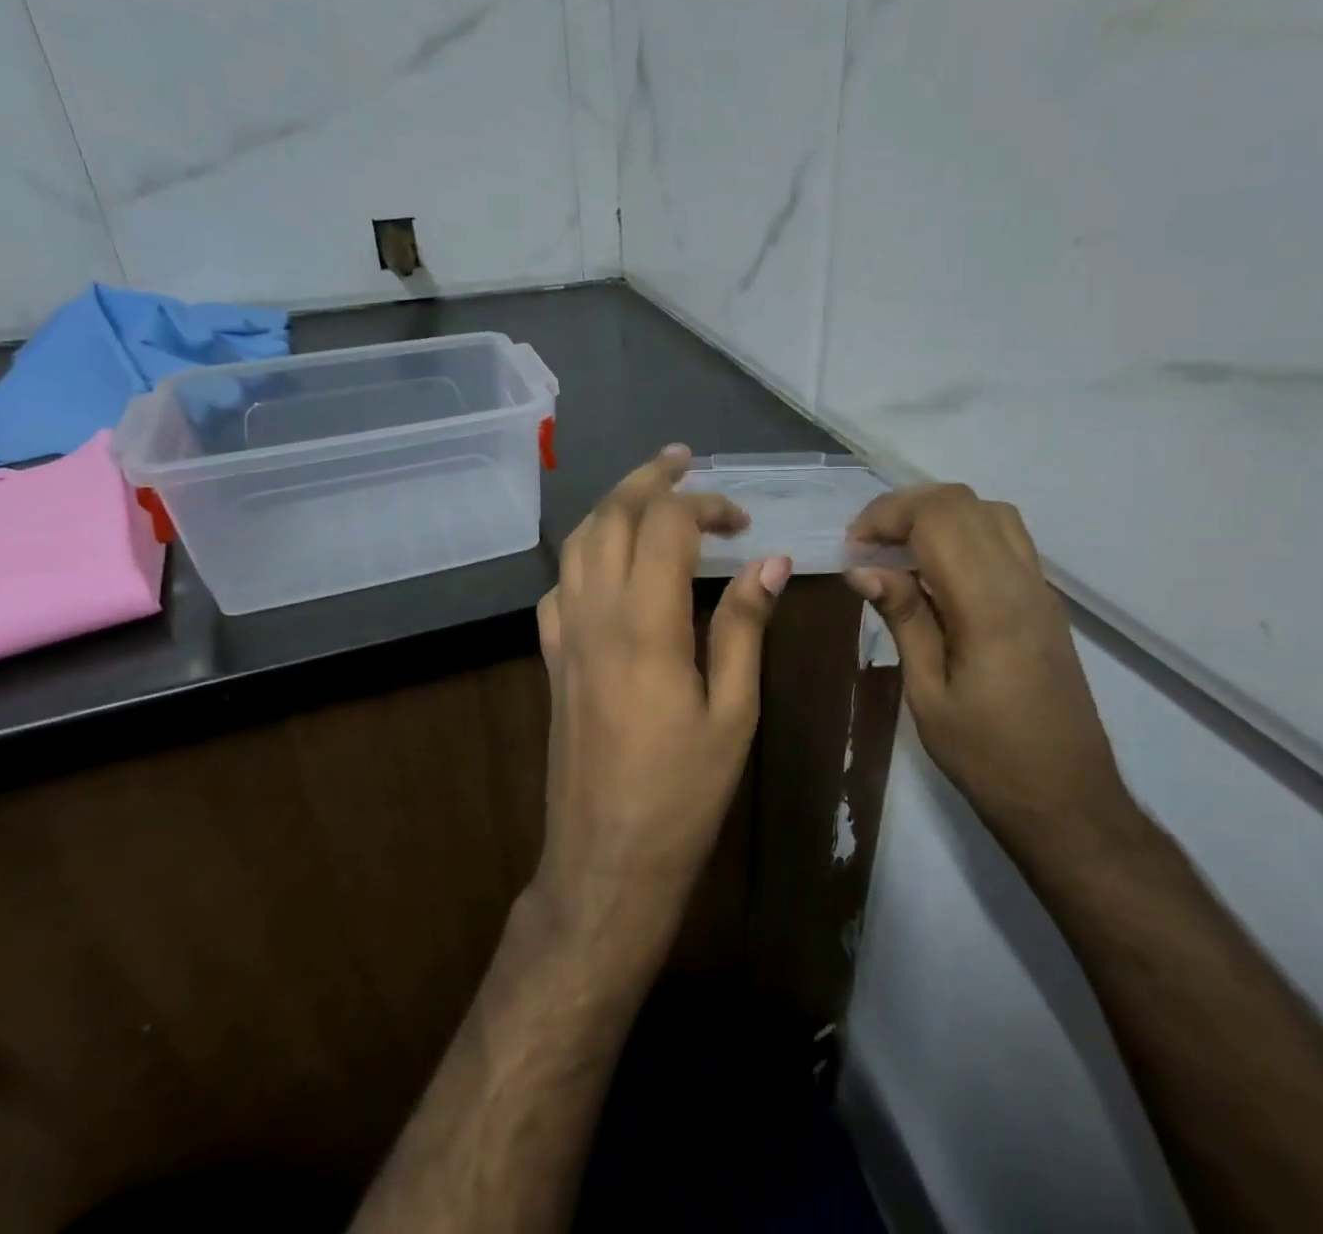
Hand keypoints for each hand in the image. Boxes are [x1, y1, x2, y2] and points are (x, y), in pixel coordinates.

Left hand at [534, 446, 791, 946]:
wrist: (607, 861)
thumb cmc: (683, 793)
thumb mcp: (733, 711)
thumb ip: (744, 627)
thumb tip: (769, 560)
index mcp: (646, 625)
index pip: (666, 526)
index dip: (705, 505)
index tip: (742, 521)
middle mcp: (595, 615)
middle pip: (610, 517)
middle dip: (647, 479)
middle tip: (682, 461)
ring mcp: (565, 635)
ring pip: (576, 542)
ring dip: (611, 507)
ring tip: (647, 495)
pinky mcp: (552, 659)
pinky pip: (559, 585)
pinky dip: (585, 554)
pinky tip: (609, 564)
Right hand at [846, 485, 1137, 864]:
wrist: (1068, 800)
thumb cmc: (987, 757)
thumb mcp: (928, 693)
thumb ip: (904, 619)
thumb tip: (864, 570)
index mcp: (988, 604)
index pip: (938, 517)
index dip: (887, 516)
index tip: (852, 547)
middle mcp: (1021, 581)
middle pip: (964, 503)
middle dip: (906, 508)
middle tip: (868, 546)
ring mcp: (1040, 589)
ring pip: (990, 513)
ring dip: (938, 516)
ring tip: (898, 552)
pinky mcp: (1046, 603)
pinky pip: (1006, 540)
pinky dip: (964, 534)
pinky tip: (937, 574)